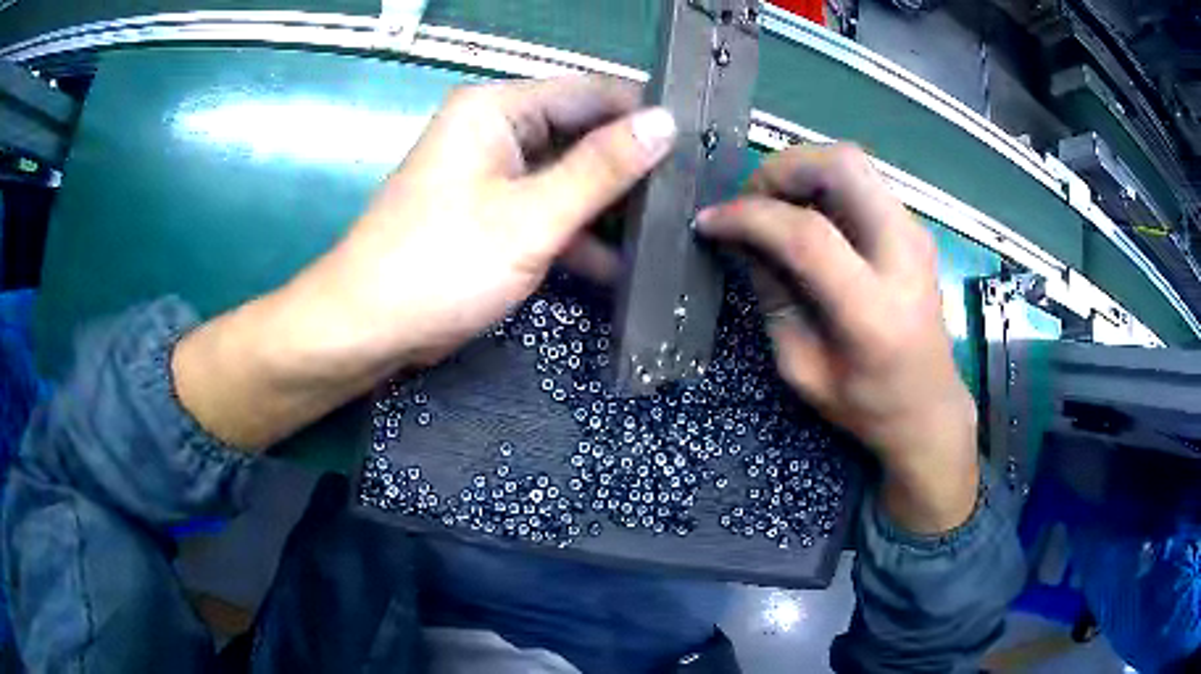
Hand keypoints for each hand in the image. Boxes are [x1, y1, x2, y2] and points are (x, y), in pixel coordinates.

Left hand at [299, 76, 677, 366]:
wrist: (367, 328)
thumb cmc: (440, 265)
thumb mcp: (530, 217)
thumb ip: (602, 169)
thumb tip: (665, 123)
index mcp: (497, 109)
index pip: (591, 92)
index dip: (645, 115)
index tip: (698, 147)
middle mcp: (496, 130)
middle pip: (582, 133)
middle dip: (633, 166)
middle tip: (692, 195)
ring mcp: (493, 173)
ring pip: (570, 175)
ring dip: (610, 206)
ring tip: (671, 230)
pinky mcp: (492, 212)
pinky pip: (548, 209)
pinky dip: (580, 234)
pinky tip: (623, 265)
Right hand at [697, 144, 978, 532]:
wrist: (929, 408)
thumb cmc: (865, 404)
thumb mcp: (801, 366)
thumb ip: (771, 295)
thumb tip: (740, 239)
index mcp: (873, 310)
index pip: (808, 235)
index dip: (750, 218)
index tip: (710, 222)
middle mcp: (903, 256)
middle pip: (842, 166)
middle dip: (782, 169)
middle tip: (750, 200)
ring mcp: (915, 234)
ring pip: (852, 162)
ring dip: (801, 172)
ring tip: (772, 207)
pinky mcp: (914, 228)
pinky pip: (861, 182)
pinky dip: (821, 185)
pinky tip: (804, 217)